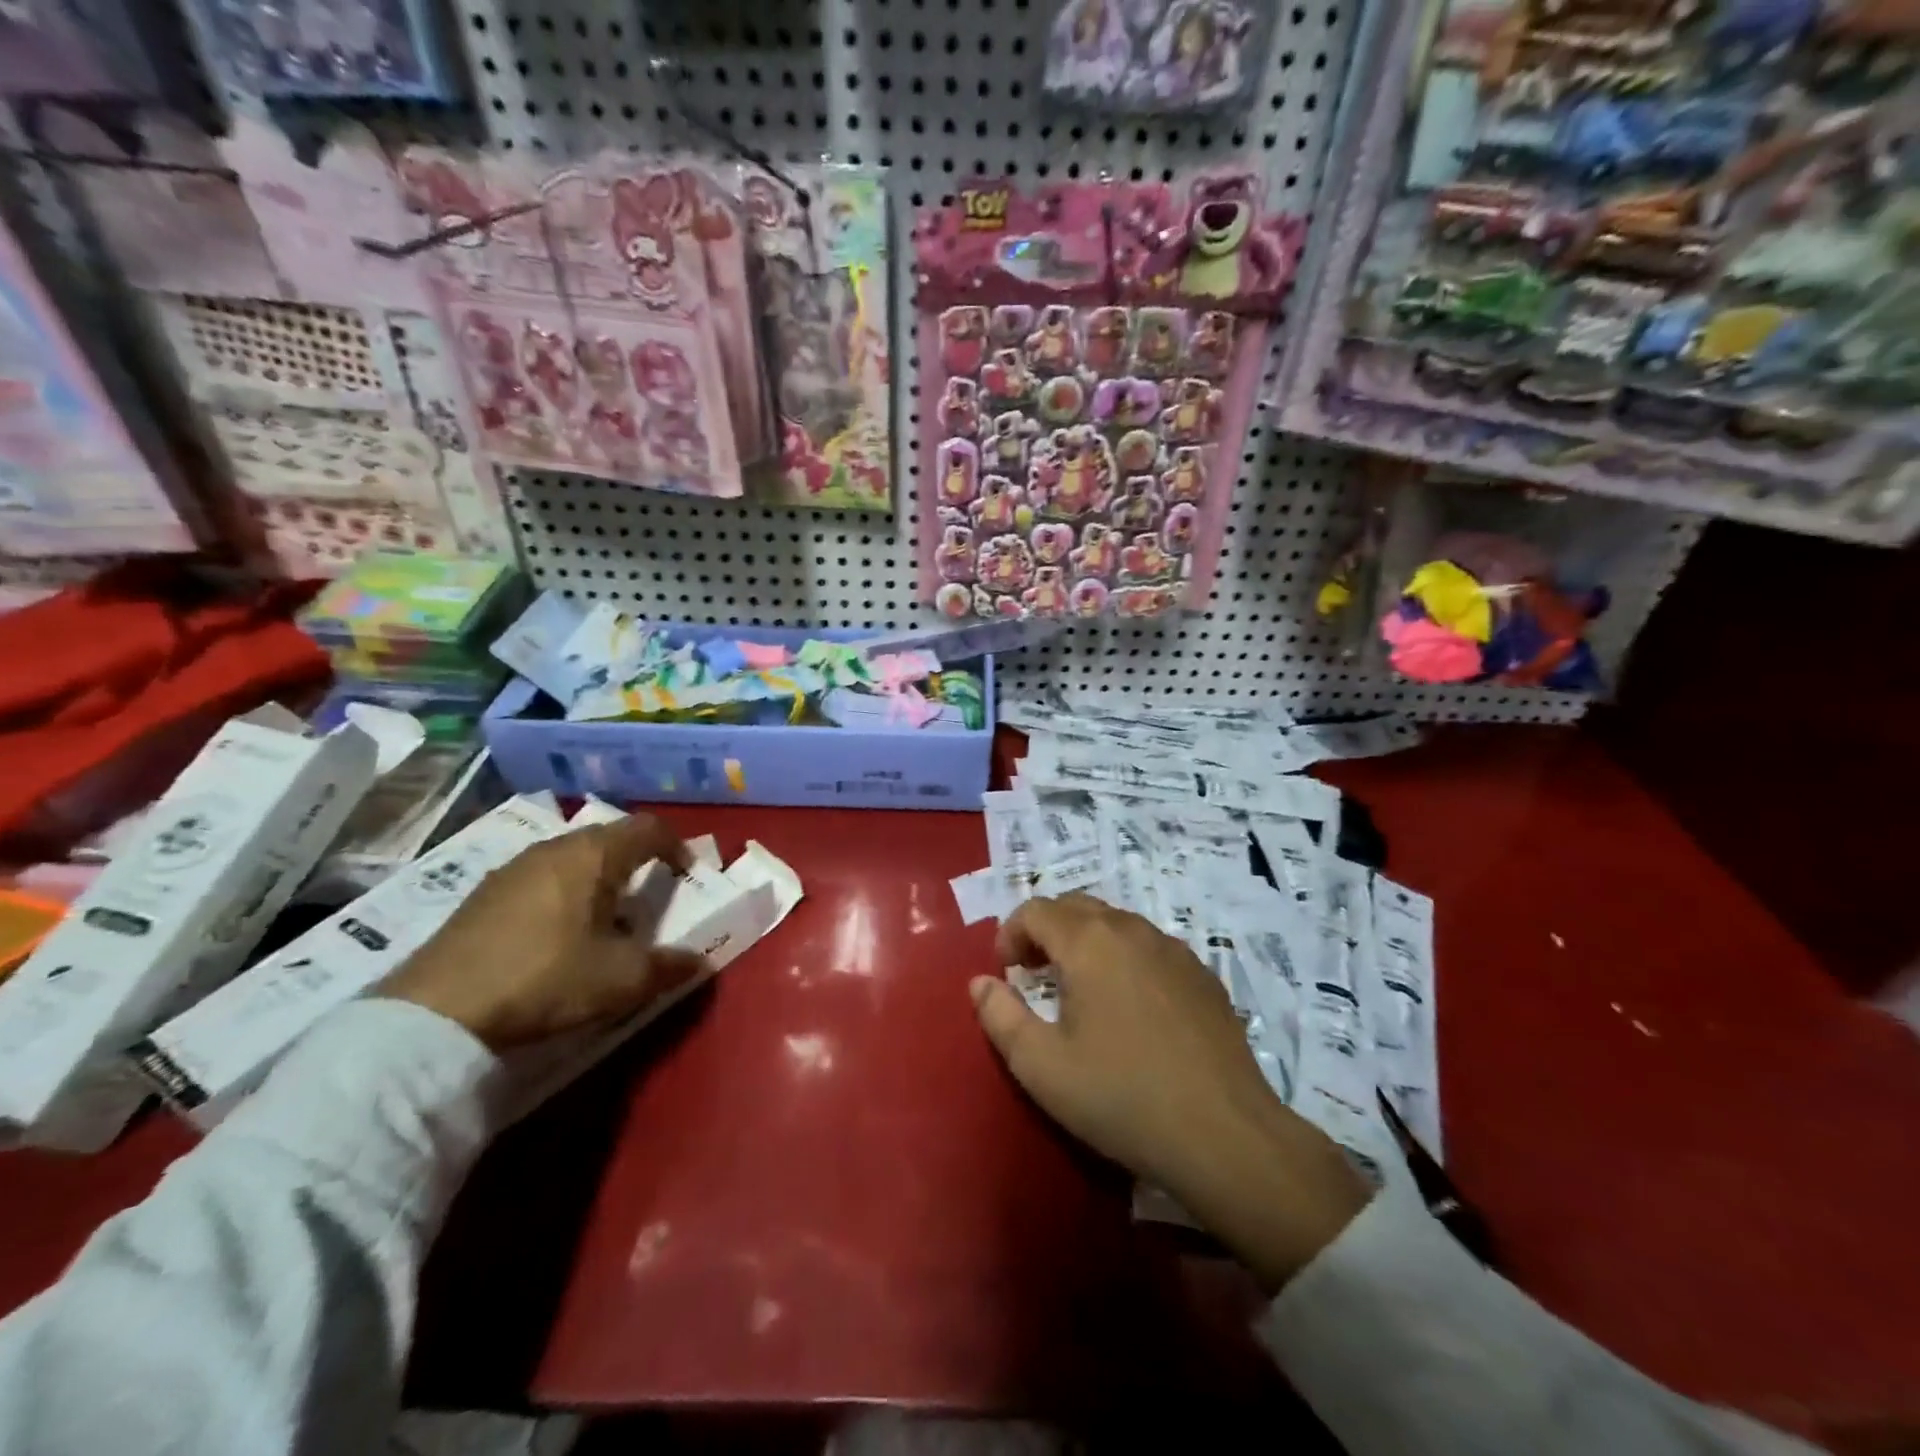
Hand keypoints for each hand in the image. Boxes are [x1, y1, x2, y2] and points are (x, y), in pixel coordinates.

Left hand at [379, 814, 704, 1050]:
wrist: (436, 1013)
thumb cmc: (547, 979)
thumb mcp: (622, 980)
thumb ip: (669, 967)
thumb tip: (697, 962)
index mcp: (593, 855)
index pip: (648, 828)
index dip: (675, 845)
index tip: (686, 873)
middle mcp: (553, 849)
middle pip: (608, 838)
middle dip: (636, 861)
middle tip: (648, 896)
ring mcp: (511, 869)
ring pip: (570, 858)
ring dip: (596, 878)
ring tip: (603, 917)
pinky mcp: (481, 895)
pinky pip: (539, 878)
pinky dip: (562, 893)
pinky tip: (555, 934)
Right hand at [972, 893, 1370, 1288]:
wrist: (1225, 1133)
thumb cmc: (1121, 1097)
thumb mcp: (1042, 1067)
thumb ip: (1000, 1017)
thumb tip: (981, 982)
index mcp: (1088, 942)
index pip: (1036, 910)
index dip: (1010, 933)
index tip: (1005, 971)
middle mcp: (1131, 930)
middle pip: (1076, 906)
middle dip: (1046, 930)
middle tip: (1033, 973)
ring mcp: (1173, 948)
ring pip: (1116, 923)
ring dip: (1086, 941)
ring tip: (1079, 989)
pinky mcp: (1202, 974)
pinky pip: (1149, 947)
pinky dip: (1124, 957)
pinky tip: (1130, 1006)